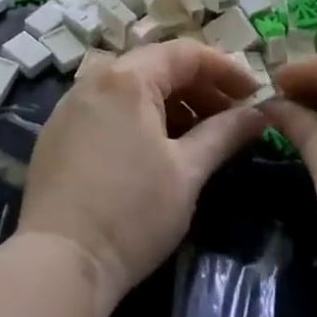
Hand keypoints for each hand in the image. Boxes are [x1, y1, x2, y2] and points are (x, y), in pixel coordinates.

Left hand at [19, 41, 266, 314]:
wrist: (59, 262)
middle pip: (156, 67)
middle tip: (232, 116)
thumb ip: (224, 134)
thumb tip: (259, 114)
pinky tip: (157, 148)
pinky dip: (139, 117)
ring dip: (171, 103)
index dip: (225, 69)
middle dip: (199, 87)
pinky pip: (107, 108)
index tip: (255, 93)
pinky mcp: (57, 133)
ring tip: (200, 135)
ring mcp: (70, 105)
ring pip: (131, 88)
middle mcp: (94, 79)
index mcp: (127, 79)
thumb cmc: (132, 213)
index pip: (185, 54)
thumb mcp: (187, 173)